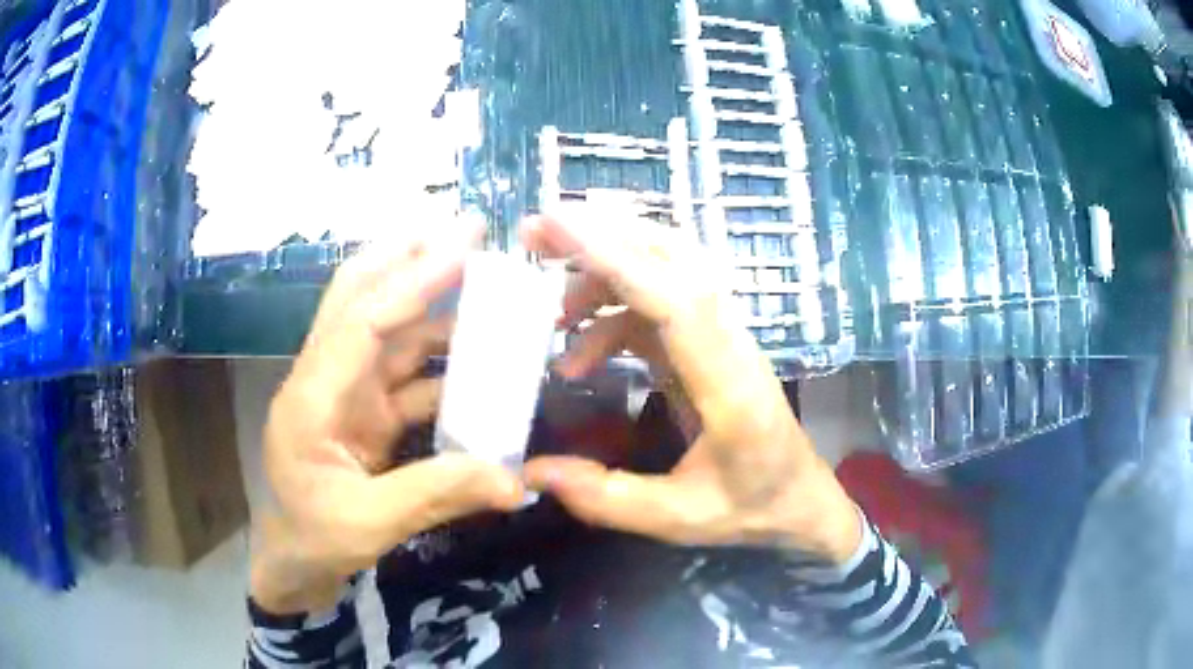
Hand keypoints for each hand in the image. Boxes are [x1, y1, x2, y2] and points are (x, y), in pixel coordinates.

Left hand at [251, 225, 525, 613]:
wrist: (293, 564)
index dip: (413, 280)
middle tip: (465, 231)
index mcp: (312, 396)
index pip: (361, 319)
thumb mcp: (370, 525)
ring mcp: (346, 394)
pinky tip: (479, 358)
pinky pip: (406, 374)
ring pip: (388, 331)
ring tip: (485, 285)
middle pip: (360, 297)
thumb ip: (438, 494)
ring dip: (433, 306)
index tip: (464, 246)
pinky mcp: (365, 413)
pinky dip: (441, 361)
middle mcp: (326, 378)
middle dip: (409, 259)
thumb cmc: (313, 541)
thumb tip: (515, 479)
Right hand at [520, 211, 861, 562]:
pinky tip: (573, 357)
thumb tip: (531, 472)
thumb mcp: (679, 519)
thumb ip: (606, 498)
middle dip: (602, 233)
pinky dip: (607, 315)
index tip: (557, 224)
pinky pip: (654, 306)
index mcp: (729, 385)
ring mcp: (720, 336)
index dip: (616, 256)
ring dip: (601, 267)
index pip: (674, 299)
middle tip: (534, 231)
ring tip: (543, 299)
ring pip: (664, 270)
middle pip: (674, 258)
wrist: (802, 500)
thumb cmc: (752, 508)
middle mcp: (729, 343)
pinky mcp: (707, 343)